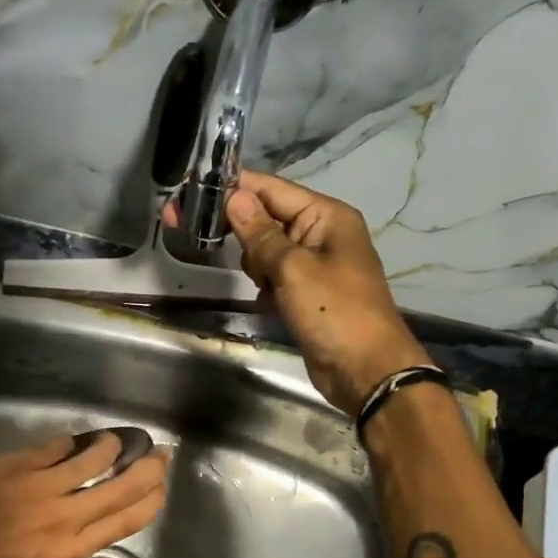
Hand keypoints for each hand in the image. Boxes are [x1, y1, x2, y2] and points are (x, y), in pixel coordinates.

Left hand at [0, 434, 168, 557]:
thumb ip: (58, 540)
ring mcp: (40, 488)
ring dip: (110, 448)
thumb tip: (76, 517)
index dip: (148, 503)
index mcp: (66, 549)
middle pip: (117, 489)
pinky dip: (69, 443)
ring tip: (118, 441)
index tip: (161, 489)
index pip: (123, 523)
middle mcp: (62, 517)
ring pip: (90, 461)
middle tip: (160, 456)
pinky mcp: (17, 466)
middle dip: (146, 471)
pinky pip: (53, 449)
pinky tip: (76, 440)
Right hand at [213, 171, 426, 415]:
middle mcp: (321, 233)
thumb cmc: (333, 311)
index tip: (192, 191)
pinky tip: (267, 302)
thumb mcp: (293, 268)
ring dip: (255, 264)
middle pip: (267, 217)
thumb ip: (261, 233)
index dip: (234, 188)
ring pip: (267, 250)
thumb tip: (234, 197)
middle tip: (201, 236)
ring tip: (262, 285)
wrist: (365, 370)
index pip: (272, 189)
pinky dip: (266, 286)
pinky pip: (275, 277)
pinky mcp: (307, 294)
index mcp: (326, 216)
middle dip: (241, 229)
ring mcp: (315, 265)